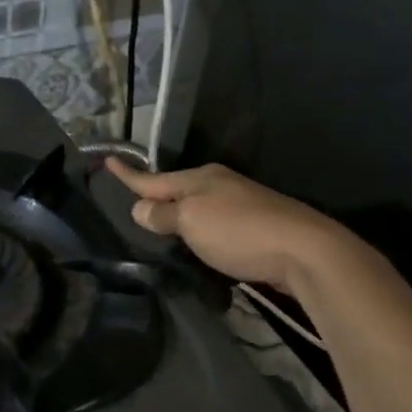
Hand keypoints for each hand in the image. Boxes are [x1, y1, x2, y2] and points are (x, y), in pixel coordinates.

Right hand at [106, 159, 354, 295]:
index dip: (128, 174)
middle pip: (177, 190)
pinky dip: (200, 232)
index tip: (107, 160)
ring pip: (197, 208)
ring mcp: (240, 205)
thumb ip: (163, 215)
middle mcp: (219, 186)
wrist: (303, 250)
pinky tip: (196, 244)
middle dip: (156, 196)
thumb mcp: (191, 221)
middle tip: (132, 205)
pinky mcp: (255, 228)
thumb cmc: (239, 231)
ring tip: (159, 228)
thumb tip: (140, 208)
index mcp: (200, 178)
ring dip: (179, 216)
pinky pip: (215, 225)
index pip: (153, 178)